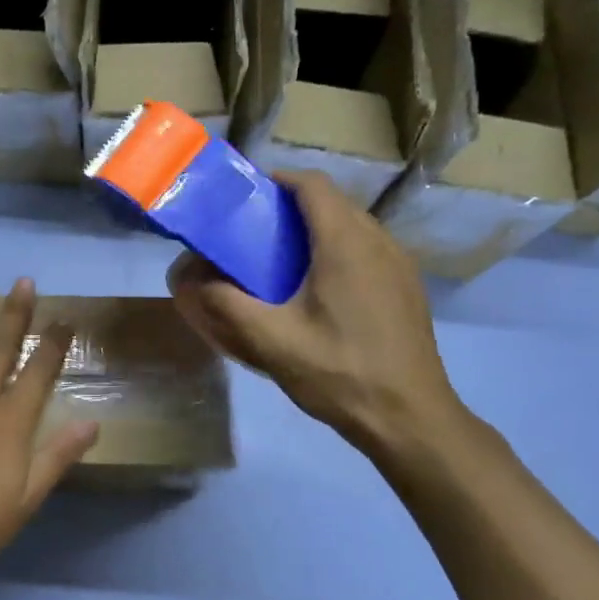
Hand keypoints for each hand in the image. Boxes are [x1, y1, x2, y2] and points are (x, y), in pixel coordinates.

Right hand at [168, 171, 465, 456]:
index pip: (310, 184)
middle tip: (251, 232)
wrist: (410, 418)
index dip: (275, 180)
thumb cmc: (339, 373)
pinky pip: (366, 248)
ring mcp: (399, 263)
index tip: (243, 198)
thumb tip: (188, 278)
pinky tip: (316, 289)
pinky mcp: (406, 286)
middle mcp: (378, 240)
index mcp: (345, 242)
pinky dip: (336, 250)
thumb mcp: (271, 341)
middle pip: (330, 201)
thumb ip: (225, 304)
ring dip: (314, 229)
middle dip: (289, 207)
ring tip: (278, 260)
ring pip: (351, 224)